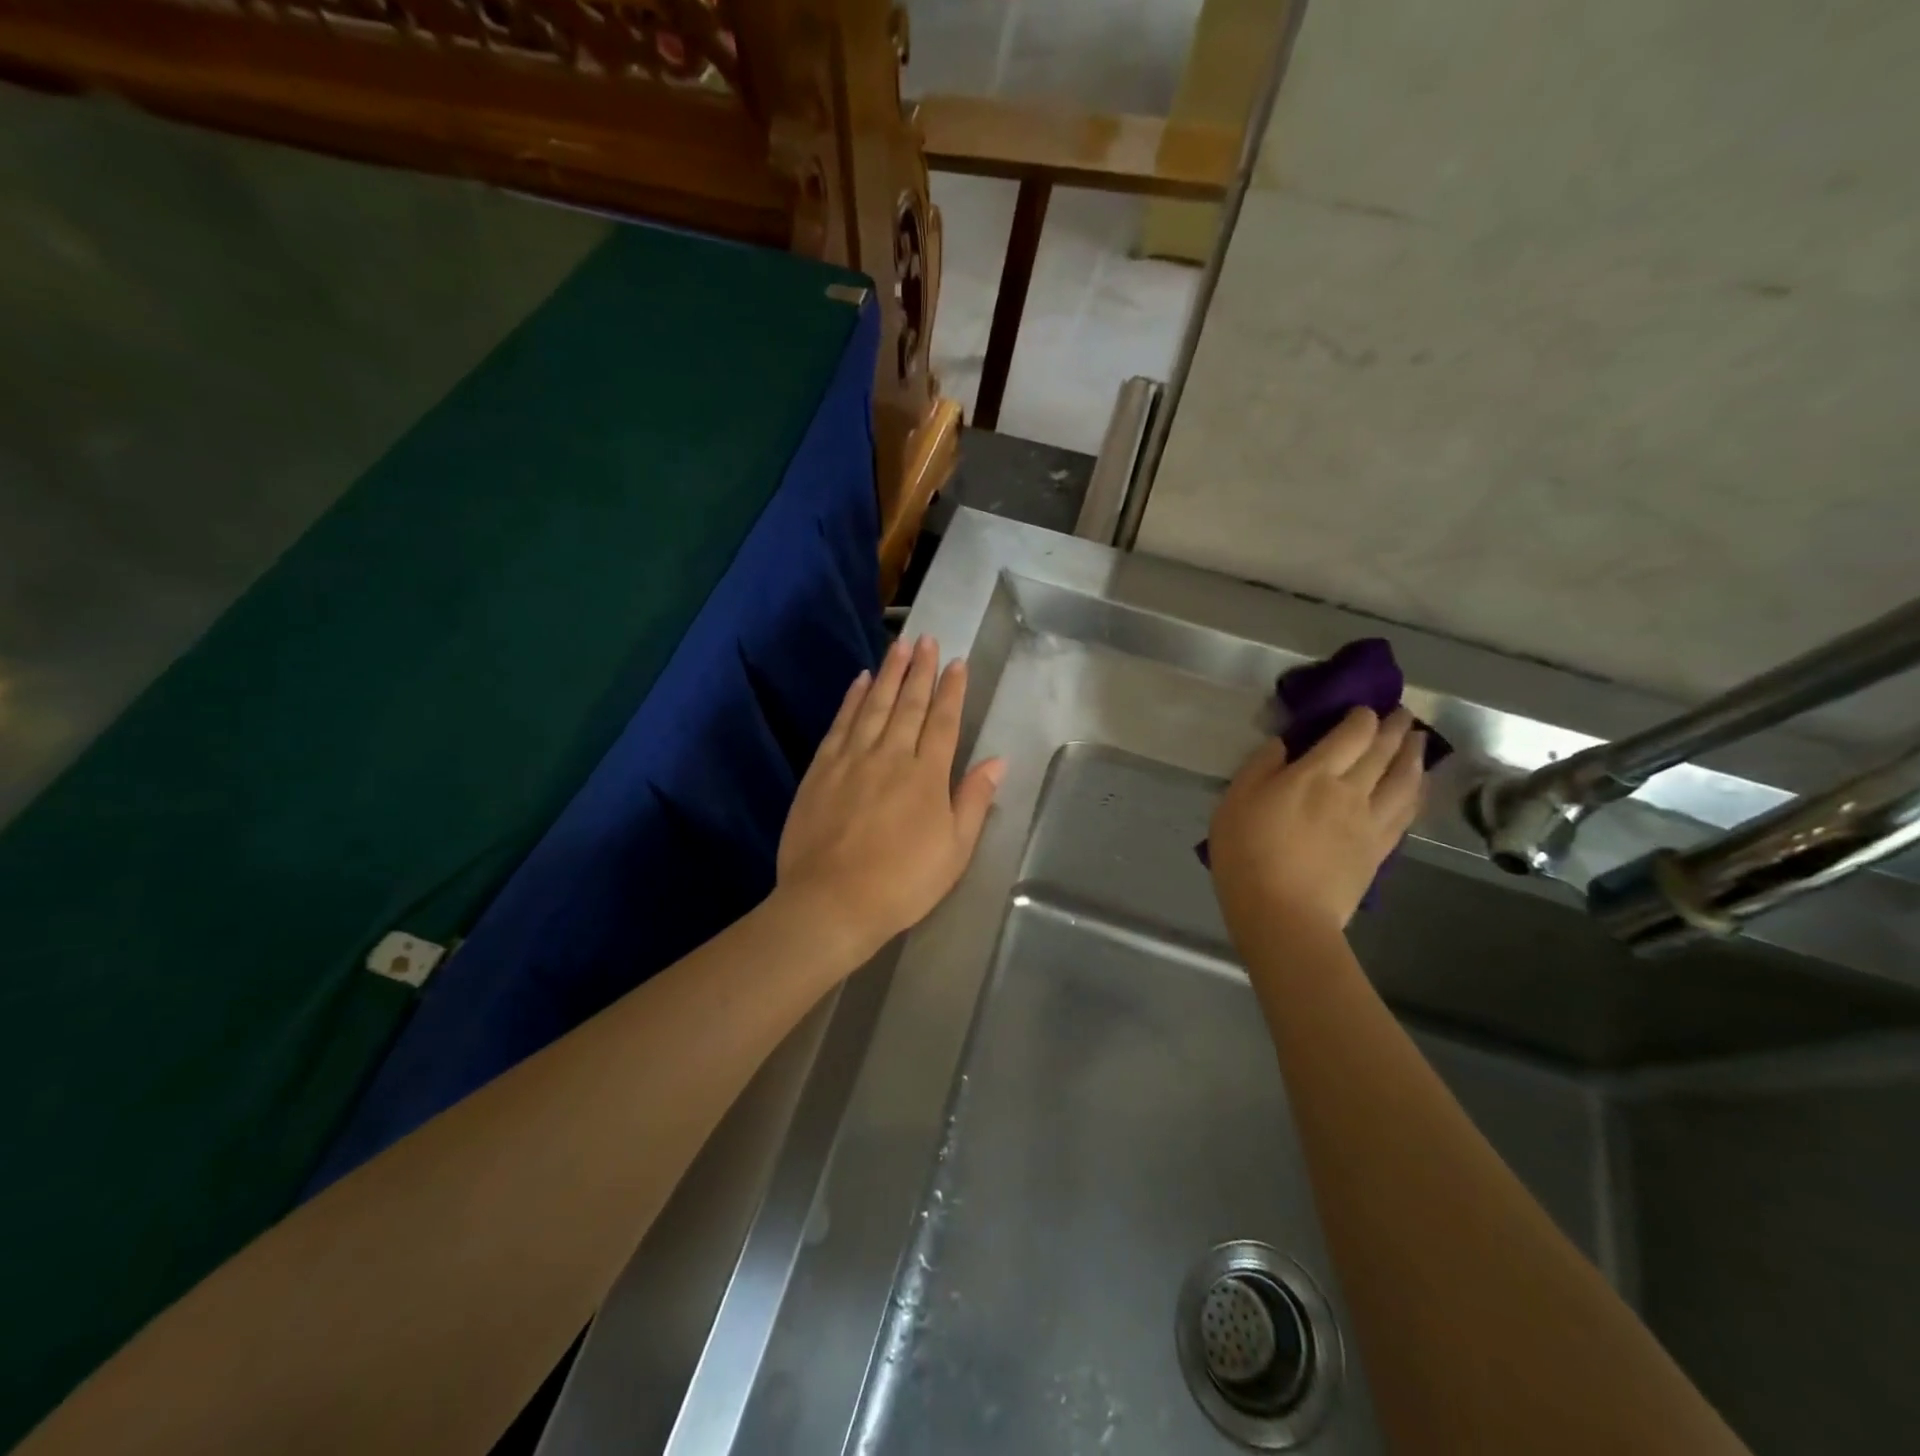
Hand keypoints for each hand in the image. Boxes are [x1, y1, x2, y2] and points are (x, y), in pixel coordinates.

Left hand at [777, 635, 1004, 959]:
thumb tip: (998, 760)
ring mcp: (853, 759)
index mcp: (927, 775)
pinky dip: (852, 699)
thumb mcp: (954, 850)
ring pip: (875, 705)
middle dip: (921, 670)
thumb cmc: (903, 882)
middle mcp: (892, 756)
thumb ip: (973, 800)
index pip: (944, 721)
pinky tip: (860, 681)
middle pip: (910, 704)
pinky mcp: (821, 769)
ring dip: (889, 674)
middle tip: (927, 639)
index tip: (957, 662)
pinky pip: (841, 724)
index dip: (952, 690)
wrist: (832, 902)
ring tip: (899, 646)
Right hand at [1208, 707, 1426, 937]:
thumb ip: (1261, 766)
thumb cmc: (1248, 853)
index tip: (1364, 708)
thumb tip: (1284, 744)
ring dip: (1414, 756)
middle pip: (1383, 752)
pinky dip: (1416, 791)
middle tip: (1403, 714)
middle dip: (1395, 728)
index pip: (1350, 734)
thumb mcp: (1235, 801)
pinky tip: (1417, 786)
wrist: (1283, 914)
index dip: (1361, 717)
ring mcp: (1371, 822)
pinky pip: (1406, 812)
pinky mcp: (1379, 849)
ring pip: (1404, 780)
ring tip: (1419, 742)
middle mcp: (1352, 791)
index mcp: (1315, 775)